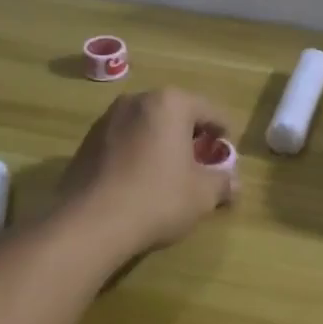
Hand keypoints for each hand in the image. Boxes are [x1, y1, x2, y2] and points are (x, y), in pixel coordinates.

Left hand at [56, 88, 237, 256]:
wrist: (90, 223)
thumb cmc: (157, 198)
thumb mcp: (201, 195)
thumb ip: (222, 182)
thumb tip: (234, 182)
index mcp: (170, 103)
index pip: (209, 110)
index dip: (223, 130)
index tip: (228, 150)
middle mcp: (138, 100)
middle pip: (176, 112)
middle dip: (191, 134)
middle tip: (201, 161)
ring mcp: (108, 118)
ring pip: (147, 124)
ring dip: (161, 142)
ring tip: (170, 171)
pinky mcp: (87, 140)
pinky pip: (124, 139)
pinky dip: (137, 151)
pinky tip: (139, 179)